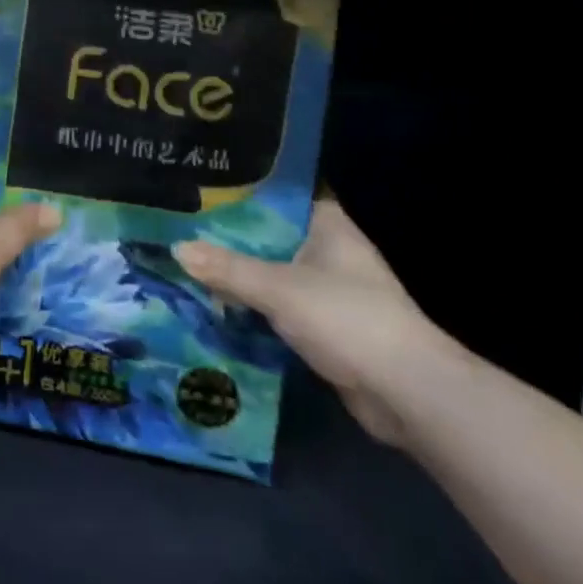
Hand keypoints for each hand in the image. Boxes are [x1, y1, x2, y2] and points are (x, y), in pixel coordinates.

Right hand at [173, 197, 448, 447]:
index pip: (277, 196)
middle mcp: (328, 250)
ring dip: (238, 275)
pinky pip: (277, 307)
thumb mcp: (278, 288)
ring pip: (271, 272)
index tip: (198, 189)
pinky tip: (214, 304)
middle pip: (269, 236)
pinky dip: (251, 307)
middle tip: (179, 227)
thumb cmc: (347, 318)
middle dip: (229, 237)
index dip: (239, 192)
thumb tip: (176, 248)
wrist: (407, 394)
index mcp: (327, 224)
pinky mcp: (324, 326)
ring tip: (186, 262)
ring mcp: (328, 290)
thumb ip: (227, 268)